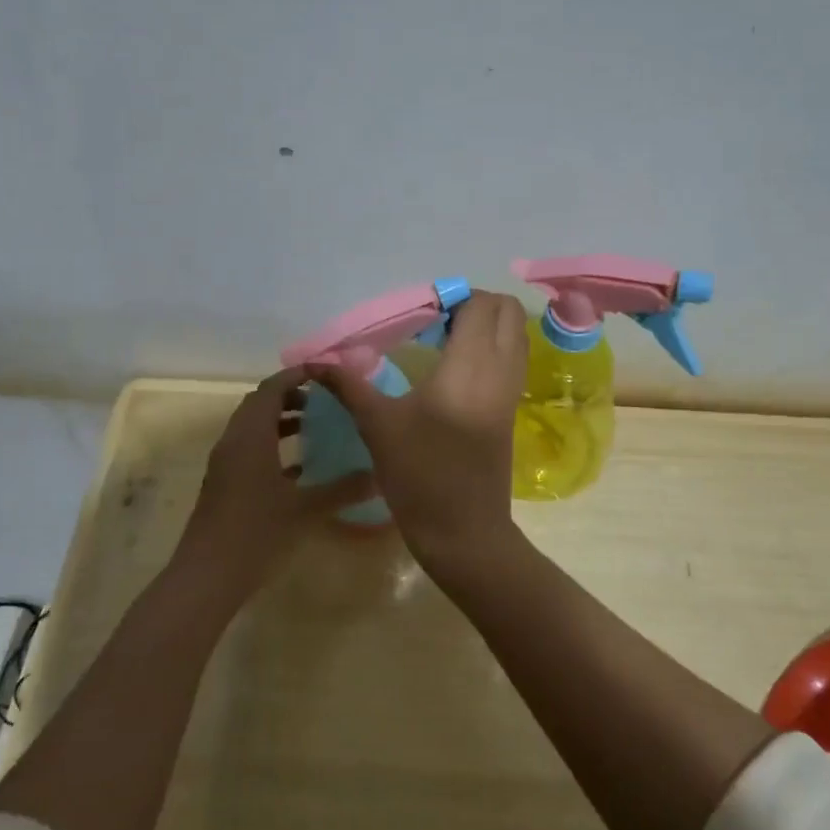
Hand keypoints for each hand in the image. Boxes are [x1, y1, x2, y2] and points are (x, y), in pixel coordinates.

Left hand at [177, 367, 375, 600]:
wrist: (206, 577)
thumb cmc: (255, 534)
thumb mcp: (305, 510)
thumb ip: (342, 489)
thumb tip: (379, 475)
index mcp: (250, 436)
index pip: (272, 389)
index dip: (297, 375)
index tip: (326, 373)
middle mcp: (233, 442)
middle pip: (259, 404)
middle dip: (290, 396)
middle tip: (324, 398)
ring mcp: (225, 464)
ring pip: (253, 428)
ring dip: (280, 421)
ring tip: (314, 427)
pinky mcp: (223, 485)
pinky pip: (248, 451)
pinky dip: (272, 447)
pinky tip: (299, 468)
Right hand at [315, 290, 528, 571]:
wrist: (464, 531)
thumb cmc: (420, 475)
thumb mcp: (378, 426)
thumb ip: (349, 385)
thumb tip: (314, 361)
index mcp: (470, 365)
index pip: (479, 304)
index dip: (451, 298)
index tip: (419, 314)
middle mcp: (500, 370)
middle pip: (506, 310)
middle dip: (473, 304)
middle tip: (434, 322)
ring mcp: (511, 390)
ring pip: (515, 335)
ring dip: (486, 325)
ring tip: (443, 342)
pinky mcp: (511, 410)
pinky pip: (512, 359)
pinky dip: (492, 348)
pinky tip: (454, 370)